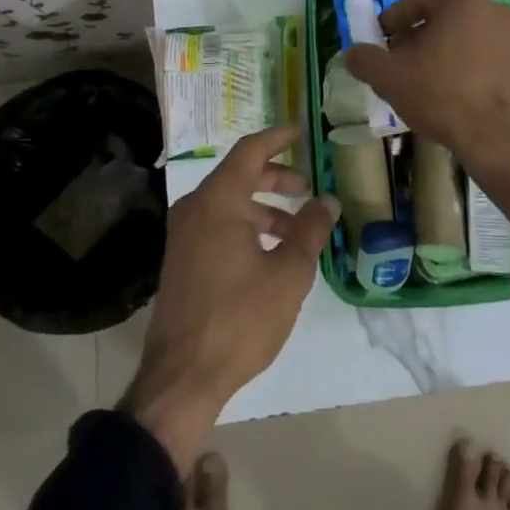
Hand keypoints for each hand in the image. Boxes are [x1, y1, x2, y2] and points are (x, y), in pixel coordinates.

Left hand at [122, 125, 337, 467]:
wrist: (182, 376)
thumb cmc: (239, 318)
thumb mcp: (287, 274)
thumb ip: (309, 230)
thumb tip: (326, 200)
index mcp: (218, 200)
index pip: (250, 151)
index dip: (278, 138)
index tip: (301, 134)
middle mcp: (196, 207)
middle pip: (239, 175)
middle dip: (276, 177)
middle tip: (307, 188)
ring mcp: (184, 234)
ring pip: (229, 203)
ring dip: (264, 207)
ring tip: (297, 228)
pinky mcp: (182, 258)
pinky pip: (218, 224)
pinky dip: (246, 226)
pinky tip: (271, 252)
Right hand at [342, 0, 509, 241]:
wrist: (498, 138)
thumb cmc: (441, 95)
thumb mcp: (389, 77)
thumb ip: (365, 59)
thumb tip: (352, 53)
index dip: (392, 21)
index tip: (379, 42)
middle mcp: (491, 7)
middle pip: (441, 16)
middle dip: (415, 37)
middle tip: (397, 62)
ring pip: (462, 35)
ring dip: (438, 52)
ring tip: (420, 81)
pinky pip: (481, 54)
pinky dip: (462, 65)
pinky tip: (449, 92)